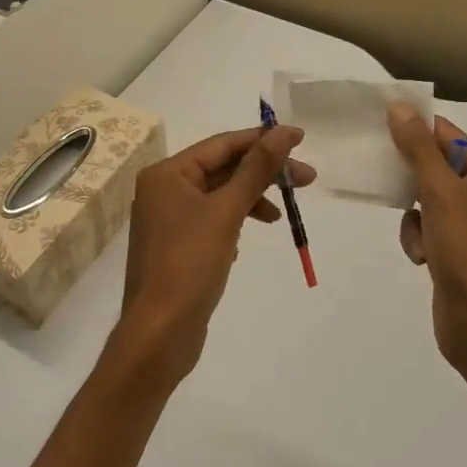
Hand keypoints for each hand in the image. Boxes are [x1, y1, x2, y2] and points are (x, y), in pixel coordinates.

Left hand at [111, 126, 313, 388]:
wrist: (159, 333)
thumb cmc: (189, 265)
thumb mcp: (226, 212)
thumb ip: (256, 170)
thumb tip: (282, 133)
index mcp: (167, 174)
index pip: (222, 145)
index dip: (262, 140)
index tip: (300, 140)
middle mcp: (163, 190)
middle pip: (222, 169)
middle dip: (262, 173)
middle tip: (306, 180)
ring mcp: (168, 220)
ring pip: (219, 196)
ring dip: (251, 199)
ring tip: (280, 215)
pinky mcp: (177, 247)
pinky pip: (211, 221)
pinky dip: (234, 222)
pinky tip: (244, 241)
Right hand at [387, 105, 466, 373]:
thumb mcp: (439, 192)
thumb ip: (418, 148)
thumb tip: (400, 108)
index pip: (448, 134)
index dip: (415, 127)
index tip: (378, 124)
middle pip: (435, 165)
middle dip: (409, 176)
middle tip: (380, 172)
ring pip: (424, 198)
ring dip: (412, 214)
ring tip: (418, 237)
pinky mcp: (456, 249)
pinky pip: (426, 227)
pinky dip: (417, 238)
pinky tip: (422, 258)